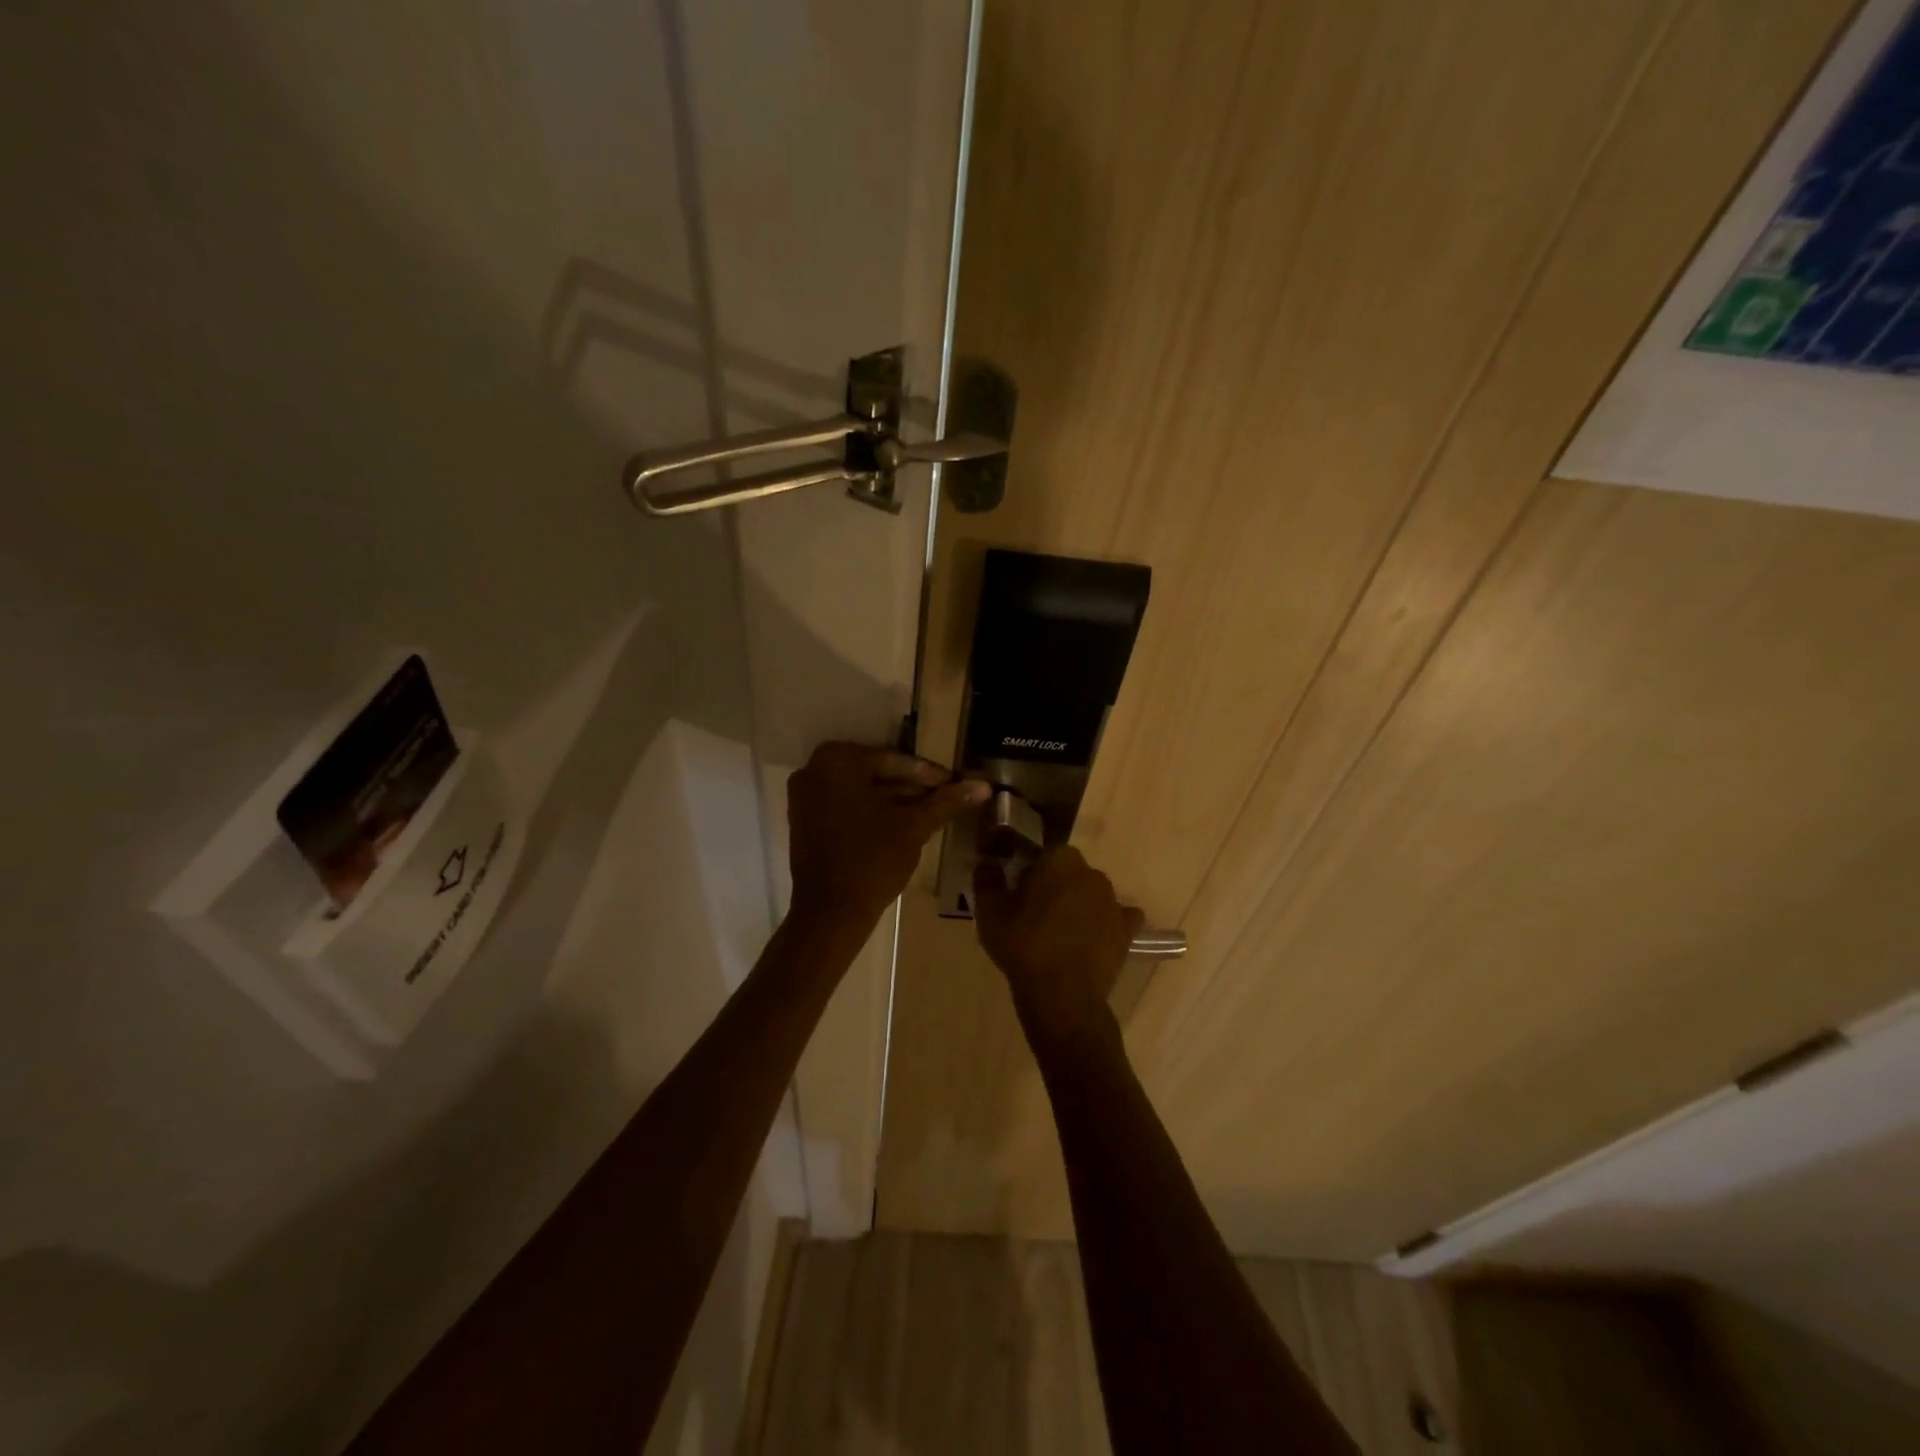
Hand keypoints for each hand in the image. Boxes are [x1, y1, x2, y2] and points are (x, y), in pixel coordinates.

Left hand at [787, 742, 989, 929]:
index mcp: (838, 760)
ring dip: (895, 800)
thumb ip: (947, 802)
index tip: (957, 785)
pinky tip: (903, 824)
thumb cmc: (872, 860)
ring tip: (931, 813)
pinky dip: (872, 812)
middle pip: (876, 773)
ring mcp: (805, 795)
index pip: (895, 762)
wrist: (830, 913)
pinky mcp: (804, 819)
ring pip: (862, 791)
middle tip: (947, 798)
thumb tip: (984, 785)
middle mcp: (815, 768)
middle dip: (912, 788)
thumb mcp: (914, 827)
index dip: (930, 776)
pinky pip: (846, 805)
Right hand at [972, 846, 1143, 1048]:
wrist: (1062, 995)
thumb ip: (987, 879)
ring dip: (1078, 905)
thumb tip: (987, 863)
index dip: (1030, 872)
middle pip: (1070, 873)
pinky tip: (1091, 941)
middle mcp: (1092, 873)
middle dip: (1055, 886)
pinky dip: (1105, 925)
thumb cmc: (1023, 945)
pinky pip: (1117, 919)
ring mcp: (1113, 902)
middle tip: (1034, 915)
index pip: (1044, 854)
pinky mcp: (1126, 931)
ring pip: (1091, 895)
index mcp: (1061, 860)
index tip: (1017, 893)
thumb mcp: (989, 911)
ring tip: (1058, 935)